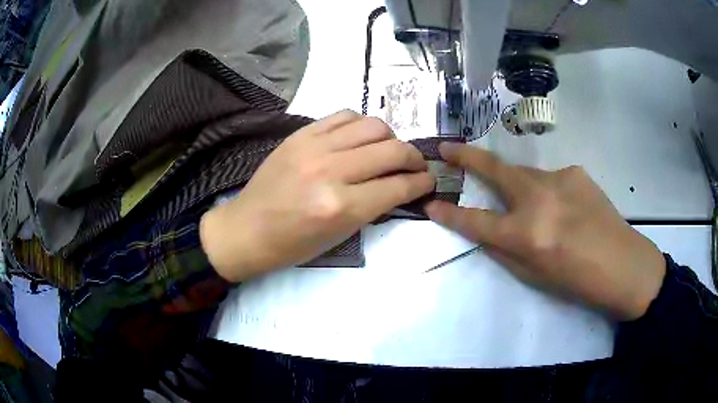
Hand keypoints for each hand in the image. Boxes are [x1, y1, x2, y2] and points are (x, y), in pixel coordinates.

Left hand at [200, 110, 434, 281]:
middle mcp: (331, 171)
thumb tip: (400, 184)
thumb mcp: (340, 236)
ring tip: (388, 150)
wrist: (247, 229)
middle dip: (414, 158)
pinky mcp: (301, 134)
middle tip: (415, 166)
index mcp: (341, 207)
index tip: (428, 180)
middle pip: (392, 150)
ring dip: (391, 138)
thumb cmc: (293, 244)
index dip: (422, 182)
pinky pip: (344, 115)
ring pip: (373, 126)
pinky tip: (361, 137)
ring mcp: (314, 147)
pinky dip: (362, 125)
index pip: (398, 185)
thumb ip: (374, 206)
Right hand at [425, 143, 665, 320]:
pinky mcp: (576, 172)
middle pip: (496, 170)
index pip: (476, 221)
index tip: (430, 205)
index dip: (450, 215)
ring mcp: (560, 179)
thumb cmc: (577, 281)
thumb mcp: (533, 275)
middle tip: (449, 148)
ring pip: (526, 175)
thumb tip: (485, 228)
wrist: (623, 265)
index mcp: (527, 234)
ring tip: (538, 209)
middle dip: (468, 157)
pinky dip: (549, 191)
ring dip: (520, 186)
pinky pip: (551, 179)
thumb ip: (505, 249)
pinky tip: (567, 208)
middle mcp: (539, 199)